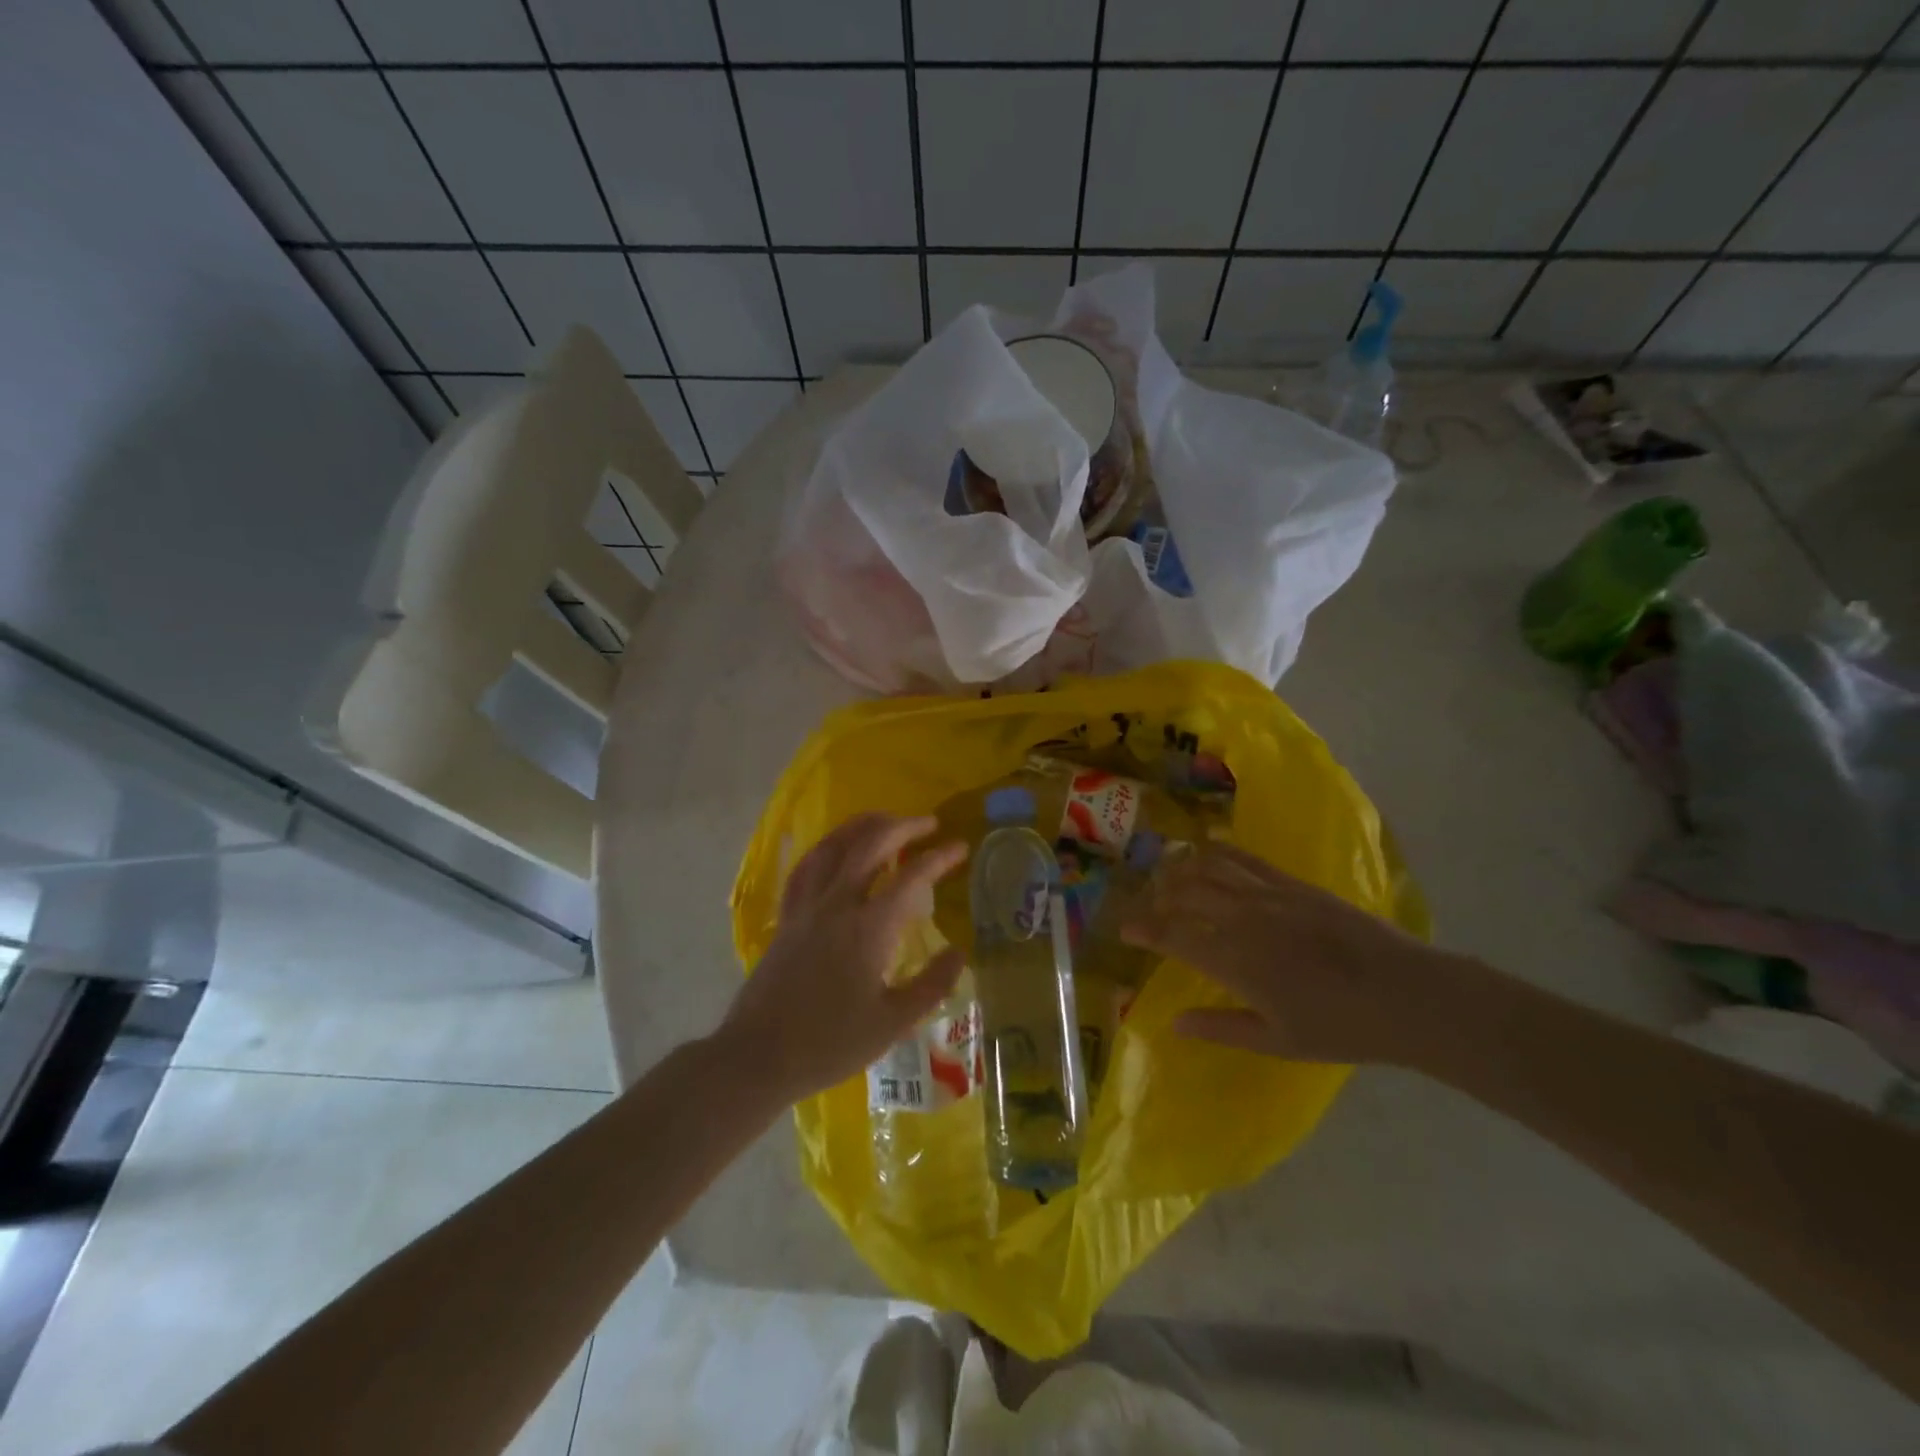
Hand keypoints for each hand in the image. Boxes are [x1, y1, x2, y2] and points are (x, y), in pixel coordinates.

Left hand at [718, 814, 967, 1101]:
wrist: (759, 1056)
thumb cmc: (830, 1044)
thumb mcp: (892, 1023)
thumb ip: (931, 984)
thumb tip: (959, 953)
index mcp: (868, 928)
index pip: (912, 877)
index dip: (940, 857)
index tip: (960, 847)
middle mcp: (837, 905)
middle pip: (870, 845)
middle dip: (903, 826)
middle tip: (928, 823)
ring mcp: (806, 907)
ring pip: (833, 847)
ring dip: (862, 826)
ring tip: (885, 820)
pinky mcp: (786, 917)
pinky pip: (806, 867)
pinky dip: (826, 848)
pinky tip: (836, 849)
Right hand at [1122, 841, 1453, 1066]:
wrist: (1406, 995)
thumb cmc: (1340, 1028)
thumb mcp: (1277, 1041)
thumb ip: (1221, 1028)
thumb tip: (1174, 1022)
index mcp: (1234, 960)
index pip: (1174, 935)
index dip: (1144, 929)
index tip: (1125, 929)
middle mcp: (1243, 919)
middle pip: (1185, 893)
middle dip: (1158, 896)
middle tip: (1147, 904)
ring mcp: (1269, 895)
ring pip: (1210, 868)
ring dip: (1182, 868)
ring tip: (1168, 873)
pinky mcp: (1293, 884)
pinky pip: (1245, 859)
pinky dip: (1218, 852)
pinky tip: (1208, 851)